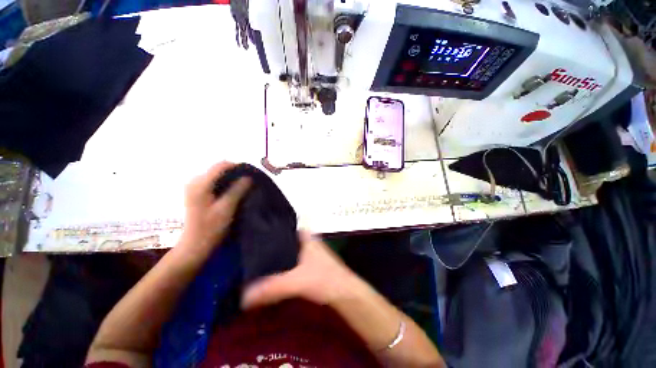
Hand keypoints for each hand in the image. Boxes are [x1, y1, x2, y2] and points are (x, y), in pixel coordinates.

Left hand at [180, 162, 250, 252]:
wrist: (195, 244)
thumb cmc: (211, 228)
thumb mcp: (227, 208)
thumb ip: (237, 190)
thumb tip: (248, 176)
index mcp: (200, 184)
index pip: (221, 165)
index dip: (237, 167)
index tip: (251, 174)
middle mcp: (195, 181)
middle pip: (219, 169)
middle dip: (235, 173)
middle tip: (249, 182)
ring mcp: (194, 186)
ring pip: (217, 175)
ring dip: (231, 179)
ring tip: (243, 187)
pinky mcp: (196, 192)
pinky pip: (214, 181)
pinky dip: (225, 184)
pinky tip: (233, 192)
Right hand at [242, 231, 362, 308]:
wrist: (344, 293)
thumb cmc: (324, 279)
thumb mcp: (296, 281)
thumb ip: (272, 287)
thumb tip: (243, 296)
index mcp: (305, 236)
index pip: (283, 228)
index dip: (268, 230)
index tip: (250, 236)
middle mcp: (307, 240)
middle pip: (283, 239)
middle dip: (268, 244)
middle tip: (248, 250)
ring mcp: (309, 252)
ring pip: (287, 250)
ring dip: (274, 255)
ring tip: (254, 260)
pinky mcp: (309, 264)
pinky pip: (291, 260)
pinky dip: (281, 265)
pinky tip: (270, 272)